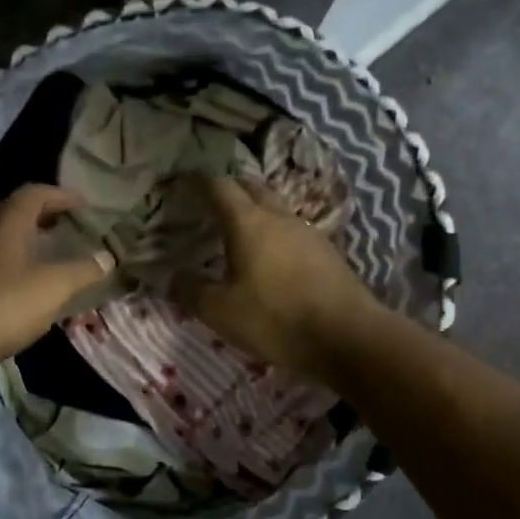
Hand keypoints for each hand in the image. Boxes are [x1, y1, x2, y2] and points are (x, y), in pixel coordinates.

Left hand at [0, 184, 114, 371]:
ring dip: (23, 242)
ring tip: (48, 258)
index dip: (62, 195)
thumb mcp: (53, 287)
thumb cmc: (2, 305)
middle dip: (40, 215)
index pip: (35, 192)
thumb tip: (107, 257)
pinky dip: (10, 267)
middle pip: (12, 211)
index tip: (85, 206)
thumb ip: (82, 270)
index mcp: (5, 221)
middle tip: (64, 227)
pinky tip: (23, 290)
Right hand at [173, 174, 378, 380]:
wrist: (348, 337)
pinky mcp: (327, 253)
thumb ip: (191, 290)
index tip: (182, 182)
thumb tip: (171, 276)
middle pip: (251, 188)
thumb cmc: (276, 318)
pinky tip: (271, 256)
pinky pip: (293, 231)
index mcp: (248, 222)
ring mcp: (308, 233)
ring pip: (275, 208)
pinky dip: (274, 234)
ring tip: (238, 229)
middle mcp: (279, 217)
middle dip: (229, 188)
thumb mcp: (220, 312)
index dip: (198, 181)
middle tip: (209, 202)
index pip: (219, 186)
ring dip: (255, 210)